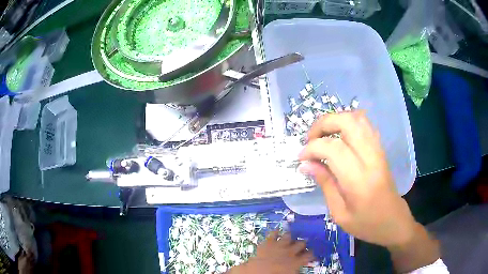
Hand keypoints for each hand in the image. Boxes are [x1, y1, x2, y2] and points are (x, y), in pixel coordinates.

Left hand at [229, 231, 313, 273]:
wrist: (260, 272)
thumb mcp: (290, 273)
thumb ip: (296, 269)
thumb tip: (299, 269)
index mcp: (297, 261)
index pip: (309, 255)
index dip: (310, 254)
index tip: (310, 255)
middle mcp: (290, 251)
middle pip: (301, 243)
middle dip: (301, 244)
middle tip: (301, 246)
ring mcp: (279, 245)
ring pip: (289, 236)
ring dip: (289, 237)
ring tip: (290, 238)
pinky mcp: (268, 242)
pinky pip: (273, 233)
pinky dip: (275, 232)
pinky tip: (276, 231)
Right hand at [298, 111, 416, 246]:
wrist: (393, 221)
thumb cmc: (366, 224)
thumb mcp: (339, 214)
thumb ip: (325, 184)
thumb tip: (305, 164)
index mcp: (359, 180)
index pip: (333, 148)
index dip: (312, 148)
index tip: (301, 158)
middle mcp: (371, 159)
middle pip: (347, 122)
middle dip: (323, 124)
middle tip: (310, 139)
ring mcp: (378, 150)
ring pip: (357, 118)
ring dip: (336, 120)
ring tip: (323, 135)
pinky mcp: (381, 149)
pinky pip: (365, 124)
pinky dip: (348, 122)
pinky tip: (340, 135)